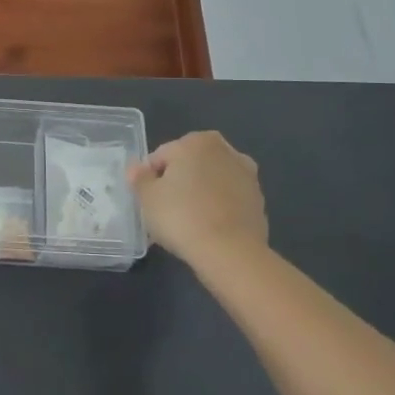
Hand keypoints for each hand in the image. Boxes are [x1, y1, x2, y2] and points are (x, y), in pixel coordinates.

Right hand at [127, 130, 267, 265]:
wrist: (231, 252)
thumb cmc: (182, 216)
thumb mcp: (147, 197)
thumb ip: (139, 178)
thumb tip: (136, 168)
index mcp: (197, 141)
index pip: (162, 156)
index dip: (150, 178)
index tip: (147, 201)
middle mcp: (226, 150)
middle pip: (190, 166)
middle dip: (177, 184)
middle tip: (164, 211)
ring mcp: (247, 176)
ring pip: (210, 182)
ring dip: (198, 195)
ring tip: (186, 224)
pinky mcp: (258, 201)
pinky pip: (227, 200)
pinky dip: (217, 209)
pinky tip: (206, 230)